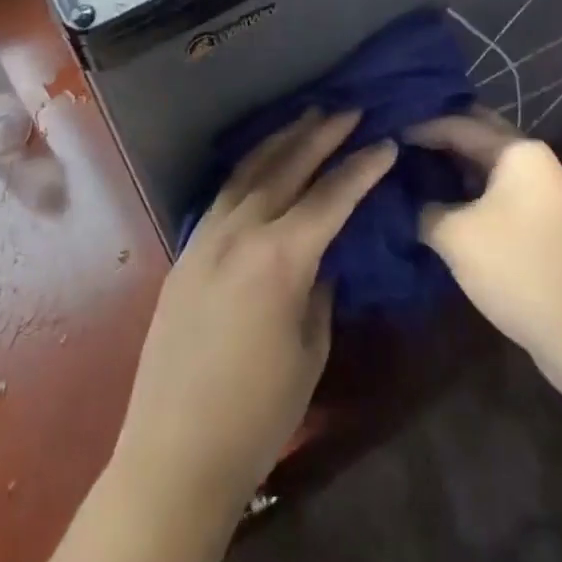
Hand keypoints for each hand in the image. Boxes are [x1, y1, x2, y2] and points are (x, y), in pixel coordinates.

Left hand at [110, 110, 397, 518]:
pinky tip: (262, 161)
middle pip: (288, 167)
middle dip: (322, 134)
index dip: (362, 168)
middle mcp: (241, 231)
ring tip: (308, 116)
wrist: (174, 451)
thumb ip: (319, 289)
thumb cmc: (257, 413)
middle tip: (350, 110)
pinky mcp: (187, 248)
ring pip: (250, 169)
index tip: (386, 143)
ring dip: (282, 139)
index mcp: (280, 258)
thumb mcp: (310, 350)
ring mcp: (208, 235)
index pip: (331, 197)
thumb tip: (324, 254)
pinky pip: (225, 192)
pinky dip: (251, 166)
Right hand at [406, 109, 561, 373]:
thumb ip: (423, 208)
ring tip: (408, 169)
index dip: (417, 127)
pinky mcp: (541, 221)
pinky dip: (466, 190)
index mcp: (516, 150)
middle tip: (395, 141)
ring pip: (485, 164)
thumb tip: (404, 199)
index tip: (382, 133)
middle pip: (476, 134)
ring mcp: (540, 191)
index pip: (456, 123)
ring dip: (451, 165)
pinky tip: (438, 201)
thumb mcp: (456, 236)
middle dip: (437, 136)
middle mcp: (532, 159)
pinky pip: (495, 190)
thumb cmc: (521, 270)